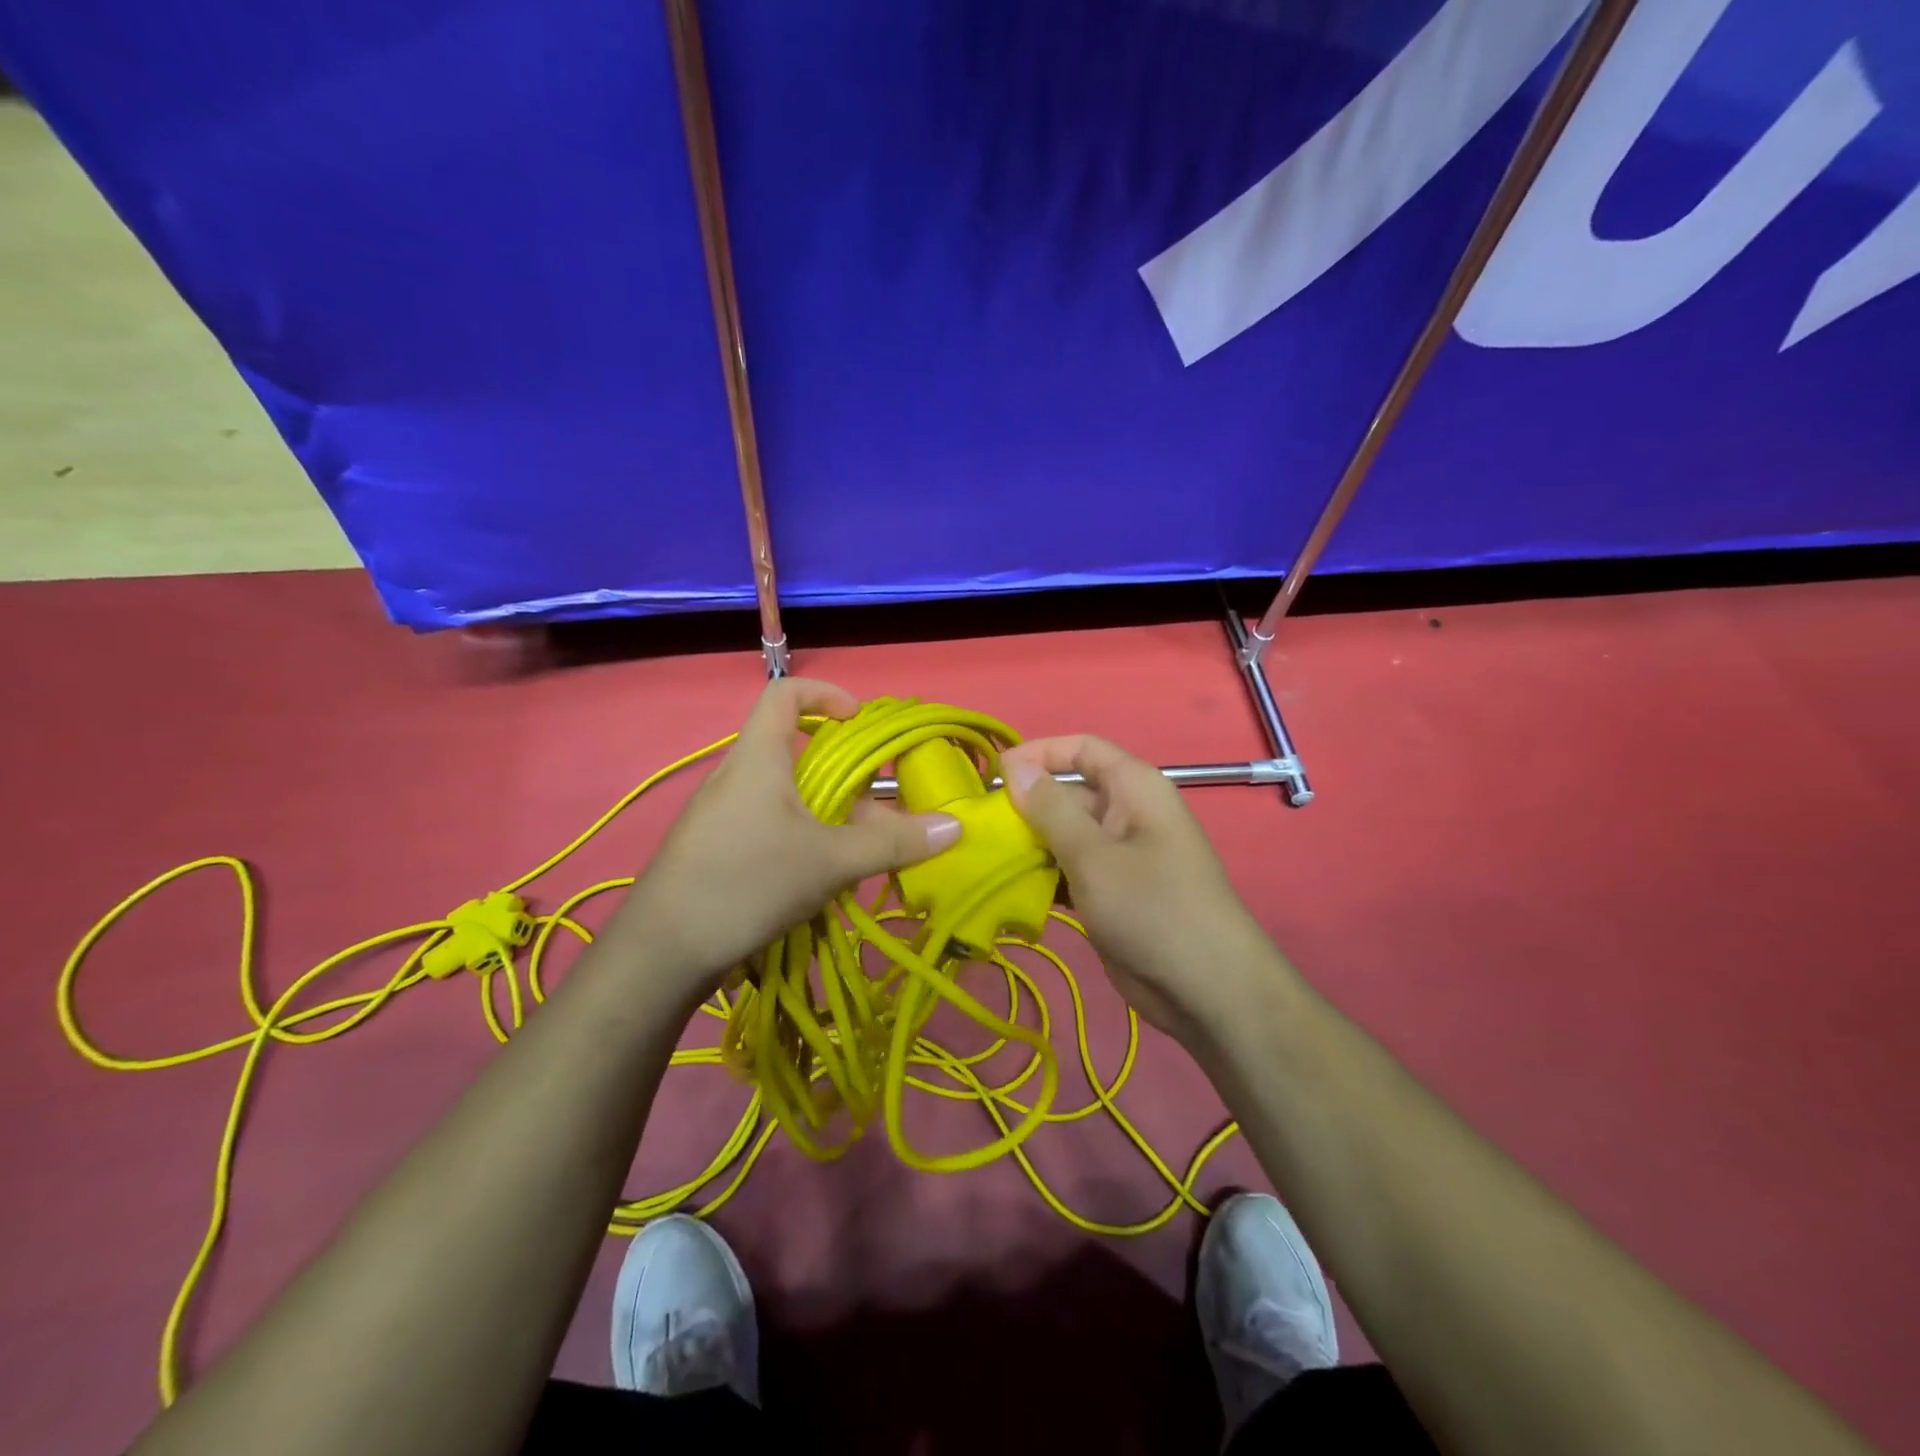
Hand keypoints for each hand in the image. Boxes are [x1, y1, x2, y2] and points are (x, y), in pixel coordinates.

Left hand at [616, 679, 961, 1004]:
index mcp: (758, 757)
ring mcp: (720, 812)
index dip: (825, 694)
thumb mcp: (830, 862)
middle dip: (842, 773)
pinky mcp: (713, 846)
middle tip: (875, 808)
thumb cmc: (747, 882)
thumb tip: (954, 826)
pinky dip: (801, 833)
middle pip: (794, 749)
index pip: (784, 693)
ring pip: (784, 792)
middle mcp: (736, 774)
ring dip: (825, 811)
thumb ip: (893, 843)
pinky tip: (818, 876)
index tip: (859, 720)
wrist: (662, 950)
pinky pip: (767, 821)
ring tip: (855, 851)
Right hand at [1001, 734, 1286, 1045]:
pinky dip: (1044, 875)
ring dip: (1030, 844)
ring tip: (985, 858)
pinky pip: (1071, 869)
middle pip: (1069, 793)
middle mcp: (1127, 812)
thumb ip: (1051, 809)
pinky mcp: (1112, 892)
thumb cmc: (1151, 907)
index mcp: (1134, 787)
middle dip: (1026, 806)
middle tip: (980, 827)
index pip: (1081, 749)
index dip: (1039, 753)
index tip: (994, 774)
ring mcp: (1120, 855)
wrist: (1205, 989)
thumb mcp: (1093, 855)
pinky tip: (1010, 890)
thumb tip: (1015, 767)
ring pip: (1065, 835)